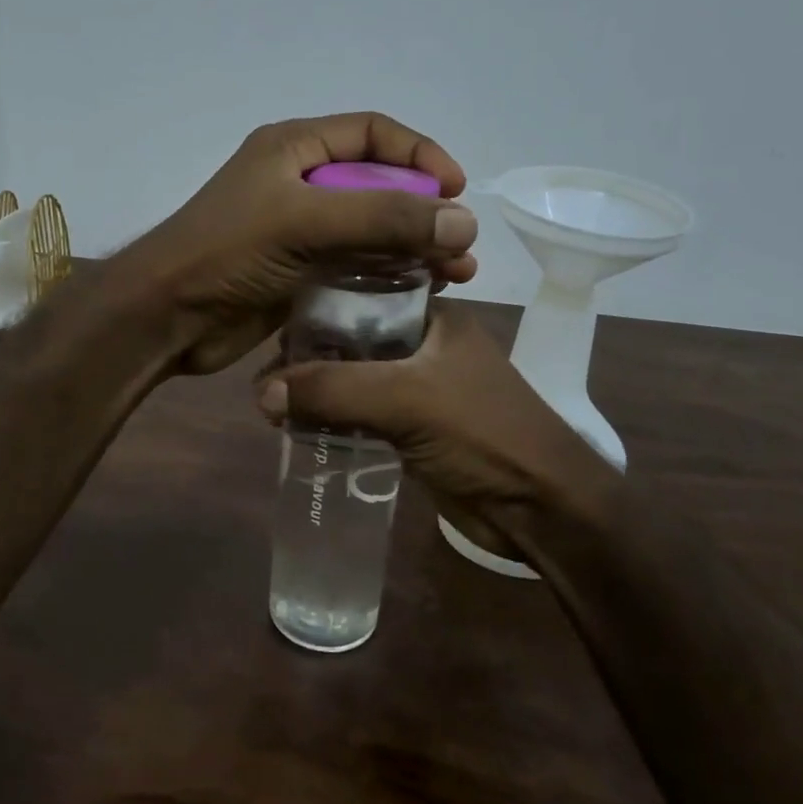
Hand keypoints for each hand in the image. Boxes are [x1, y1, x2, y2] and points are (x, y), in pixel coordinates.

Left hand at [120, 113, 478, 375]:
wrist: (166, 317)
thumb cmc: (226, 253)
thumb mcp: (304, 222)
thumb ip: (383, 217)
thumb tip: (462, 221)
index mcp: (294, 149)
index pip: (372, 133)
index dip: (419, 154)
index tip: (456, 189)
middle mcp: (299, 185)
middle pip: (378, 186)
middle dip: (423, 213)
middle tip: (460, 247)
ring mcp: (299, 234)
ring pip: (371, 233)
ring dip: (413, 250)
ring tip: (453, 277)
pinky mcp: (298, 276)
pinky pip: (355, 269)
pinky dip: (388, 279)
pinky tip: (418, 297)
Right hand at [256, 302, 618, 561]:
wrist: (541, 507)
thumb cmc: (483, 434)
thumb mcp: (406, 400)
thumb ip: (334, 390)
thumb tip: (261, 393)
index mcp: (433, 318)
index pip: (361, 296)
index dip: (316, 311)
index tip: (271, 334)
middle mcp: (425, 346)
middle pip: (352, 342)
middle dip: (308, 359)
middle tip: (262, 379)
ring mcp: (420, 389)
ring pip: (354, 381)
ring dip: (317, 393)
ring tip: (269, 407)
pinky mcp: (415, 429)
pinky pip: (362, 415)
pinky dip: (332, 420)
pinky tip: (298, 429)